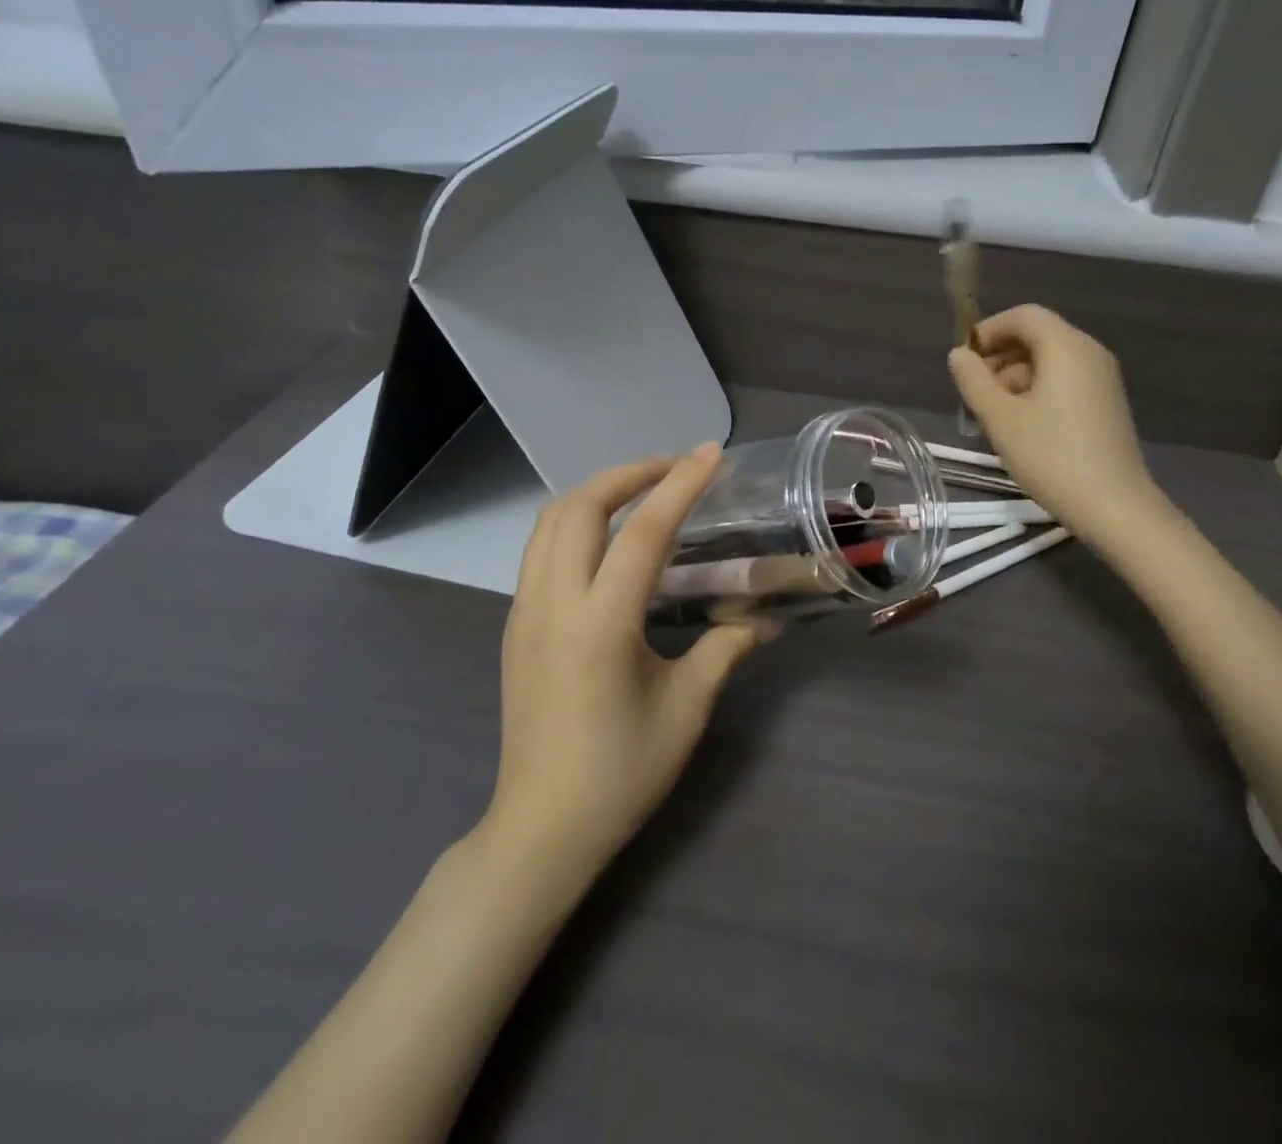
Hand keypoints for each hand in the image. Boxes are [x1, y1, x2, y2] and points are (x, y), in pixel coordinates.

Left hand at [486, 444, 763, 878]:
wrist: (541, 828)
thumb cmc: (620, 773)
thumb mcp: (685, 709)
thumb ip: (725, 649)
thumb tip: (766, 619)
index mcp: (600, 624)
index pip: (642, 533)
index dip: (679, 485)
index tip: (708, 454)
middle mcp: (553, 604)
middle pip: (580, 507)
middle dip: (628, 473)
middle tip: (674, 468)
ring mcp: (525, 612)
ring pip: (550, 521)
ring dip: (597, 492)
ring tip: (642, 491)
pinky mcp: (516, 625)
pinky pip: (540, 547)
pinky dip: (575, 520)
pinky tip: (608, 538)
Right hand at [949, 304, 1165, 546]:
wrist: (1113, 506)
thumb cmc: (1051, 457)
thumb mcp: (1000, 418)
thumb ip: (973, 380)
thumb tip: (959, 355)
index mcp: (1066, 347)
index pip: (1023, 315)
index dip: (989, 330)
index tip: (965, 360)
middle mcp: (1089, 353)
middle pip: (1038, 335)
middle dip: (1000, 356)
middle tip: (975, 392)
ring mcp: (1103, 378)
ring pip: (1050, 360)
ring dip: (1016, 376)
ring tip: (994, 414)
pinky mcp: (1106, 402)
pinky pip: (1066, 379)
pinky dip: (1038, 389)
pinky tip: (1022, 425)